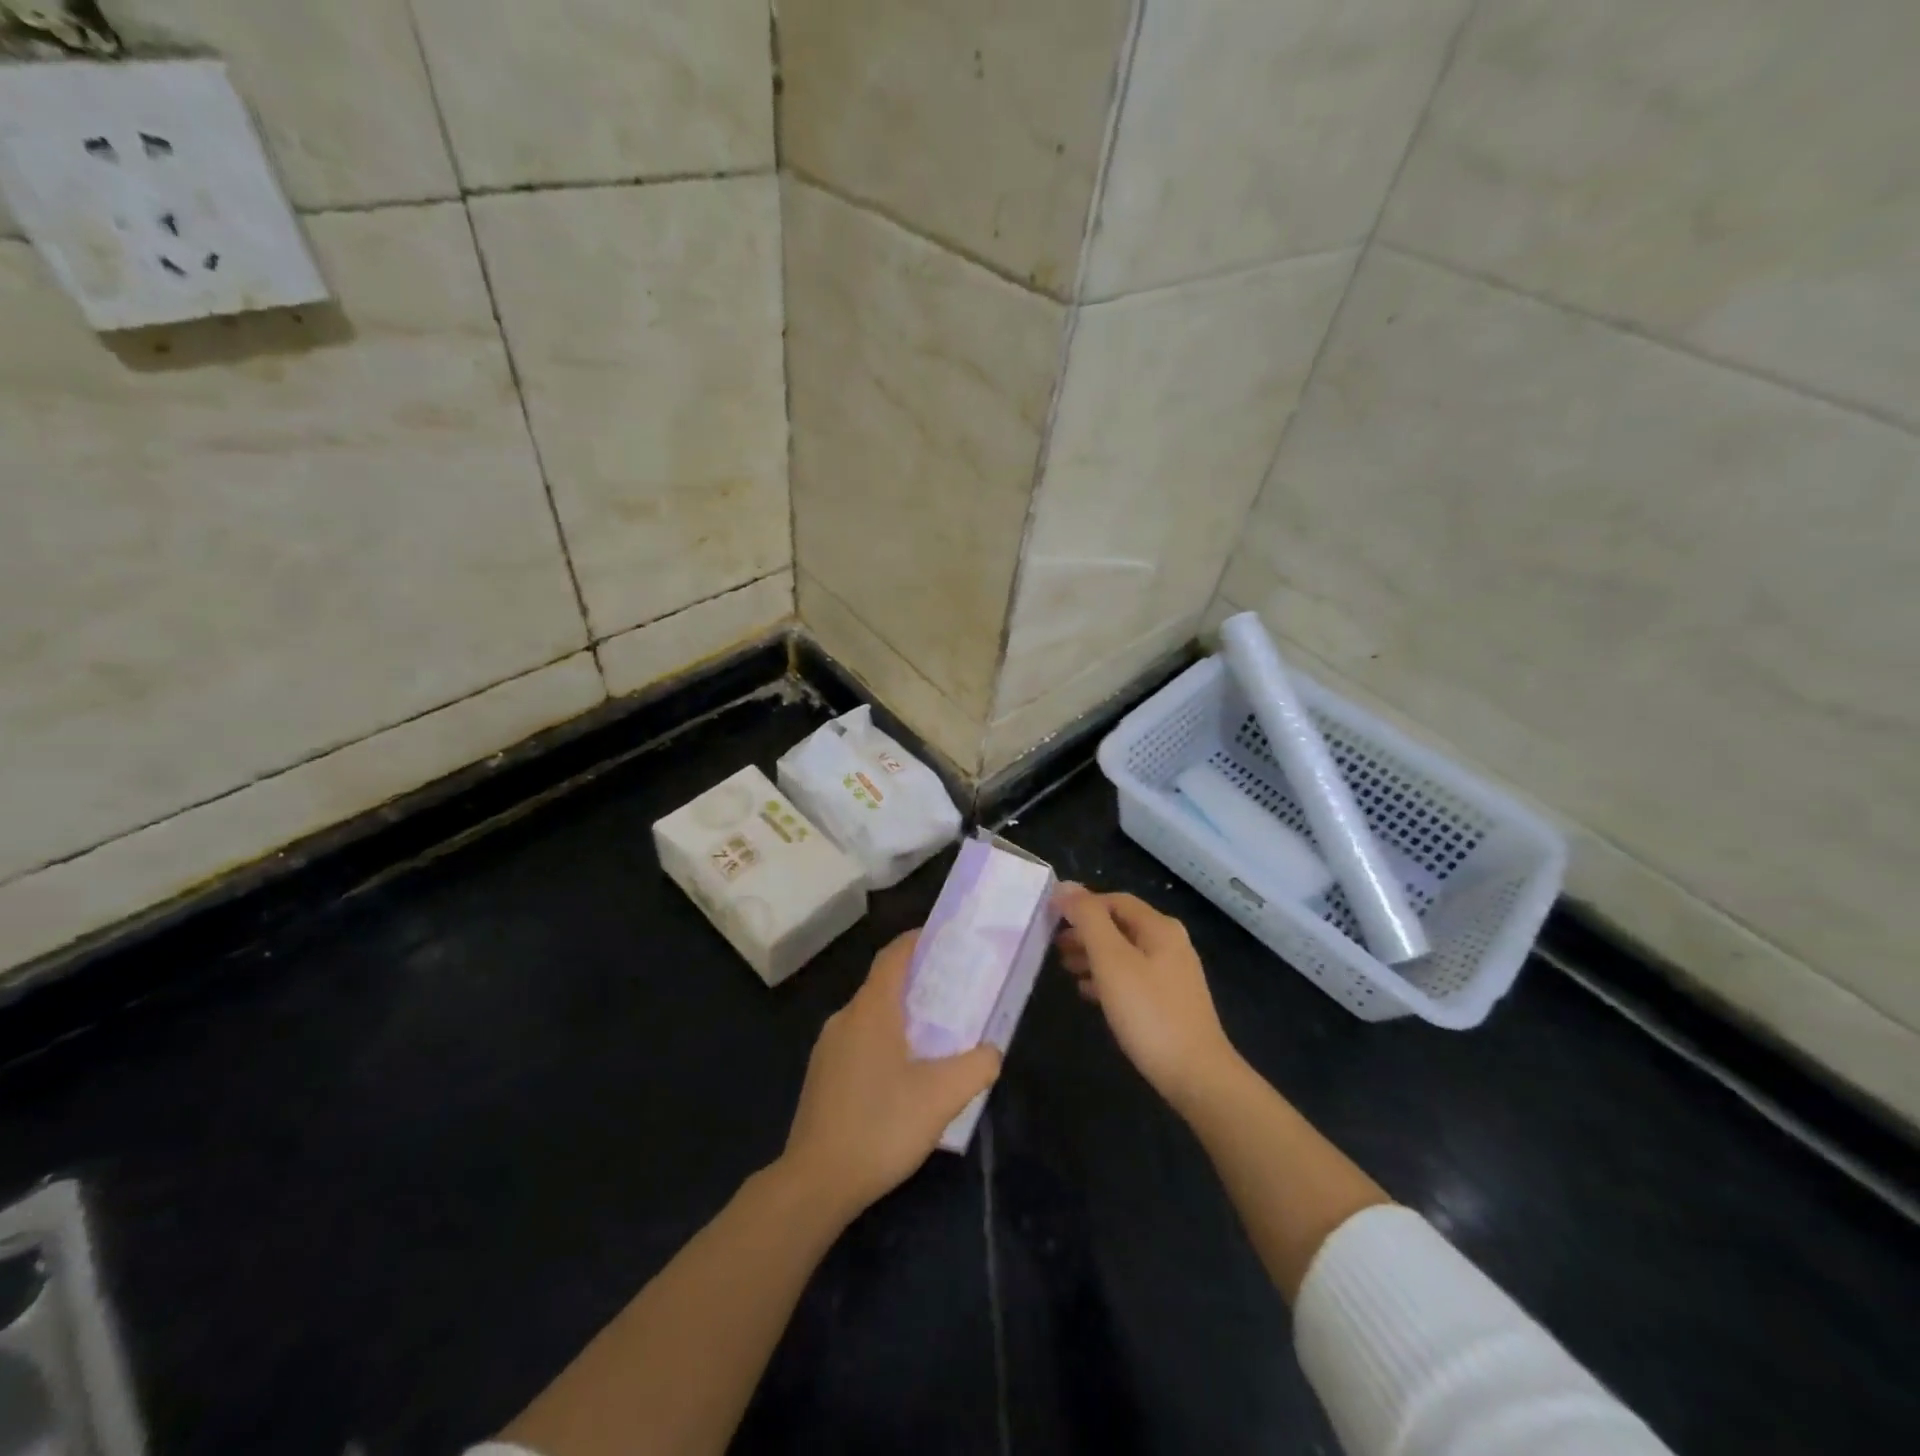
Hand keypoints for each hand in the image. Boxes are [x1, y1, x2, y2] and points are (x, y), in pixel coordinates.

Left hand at [781, 930, 1001, 1219]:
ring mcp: (828, 1048)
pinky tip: (903, 1073)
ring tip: (935, 1033)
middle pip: (883, 984)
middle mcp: (845, 1018)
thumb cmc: (881, 1126)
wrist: (816, 1182)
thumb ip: (976, 1066)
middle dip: (918, 981)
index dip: (918, 940)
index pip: (894, 956)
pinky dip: (884, 1040)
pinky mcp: (822, 1076)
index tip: (946, 938)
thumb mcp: (942, 1096)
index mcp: (871, 1009)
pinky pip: (858, 1041)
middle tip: (954, 991)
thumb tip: (991, 1051)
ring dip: (901, 1015)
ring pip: (870, 1016)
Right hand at [1055, 886, 1237, 1109]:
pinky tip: (1089, 994)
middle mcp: (1170, 944)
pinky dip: (1108, 978)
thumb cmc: (1149, 1013)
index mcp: (1159, 928)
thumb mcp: (1111, 961)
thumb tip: (1065, 886)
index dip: (1081, 904)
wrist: (1196, 1076)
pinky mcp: (1170, 1002)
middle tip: (1054, 946)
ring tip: (1065, 968)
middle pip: (1120, 926)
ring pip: (1125, 953)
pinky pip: (1132, 978)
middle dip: (1085, 931)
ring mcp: (1173, 975)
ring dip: (1093, 955)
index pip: (1114, 900)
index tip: (1051, 917)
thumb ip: (1088, 920)